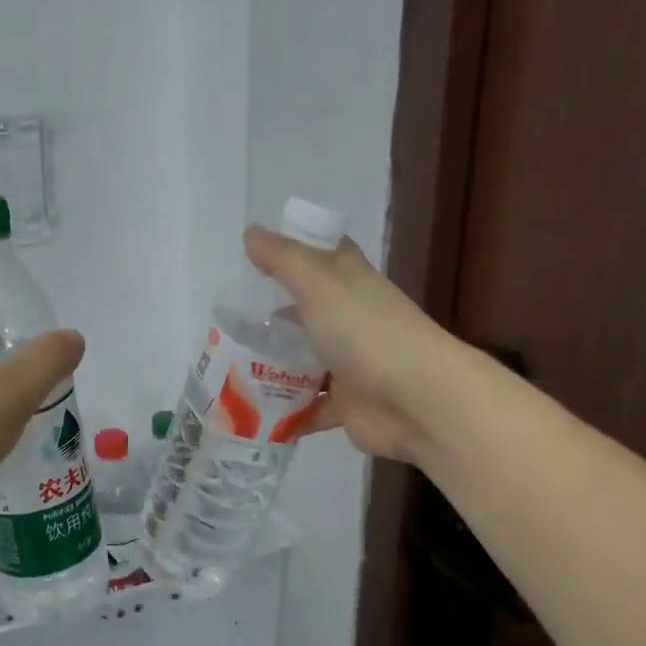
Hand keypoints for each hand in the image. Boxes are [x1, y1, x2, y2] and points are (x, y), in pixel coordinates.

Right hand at [243, 228, 448, 465]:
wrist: (417, 401)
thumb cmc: (367, 332)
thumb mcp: (319, 284)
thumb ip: (283, 260)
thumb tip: (251, 232)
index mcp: (351, 283)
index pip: (325, 256)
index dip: (296, 251)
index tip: (256, 256)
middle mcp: (352, 320)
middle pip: (309, 311)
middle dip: (273, 315)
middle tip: (229, 321)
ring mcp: (351, 364)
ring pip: (306, 361)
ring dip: (274, 366)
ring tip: (228, 367)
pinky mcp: (348, 405)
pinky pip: (309, 408)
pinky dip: (286, 412)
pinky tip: (251, 412)